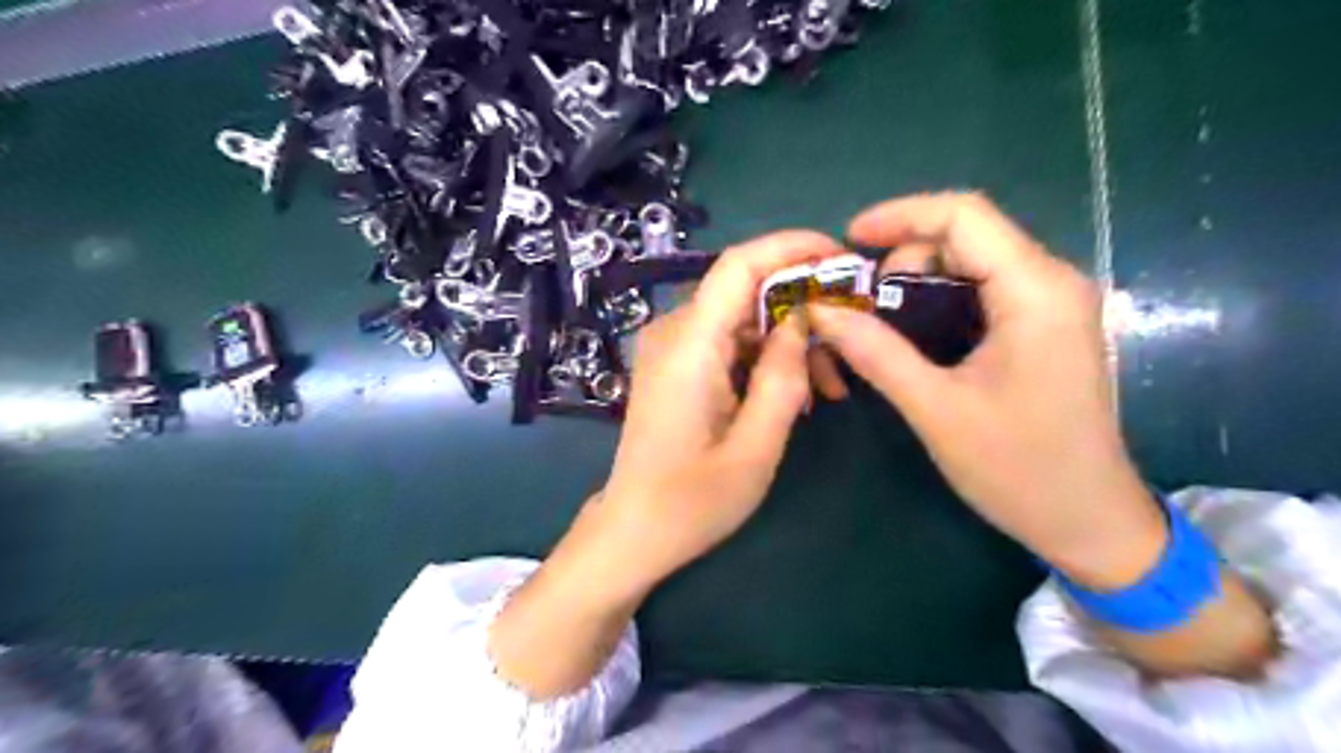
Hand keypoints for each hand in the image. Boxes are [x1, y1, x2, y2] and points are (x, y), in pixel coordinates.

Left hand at [488, 231, 840, 698]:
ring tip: (827, 389)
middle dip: (801, 308)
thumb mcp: (756, 446)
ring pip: (741, 319)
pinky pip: (727, 342)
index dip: (791, 247)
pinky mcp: (675, 366)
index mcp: (689, 345)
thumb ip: (783, 376)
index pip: (739, 264)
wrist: (634, 530)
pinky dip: (763, 358)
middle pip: (745, 291)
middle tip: (848, 347)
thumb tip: (803, 321)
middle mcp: (674, 333)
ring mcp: (671, 348)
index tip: (841, 257)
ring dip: (787, 341)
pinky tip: (792, 393)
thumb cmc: (693, 501)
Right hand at [799, 190, 1169, 585]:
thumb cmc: (1018, 468)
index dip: (899, 215)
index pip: (963, 215)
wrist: (1089, 521)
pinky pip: (983, 290)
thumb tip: (821, 312)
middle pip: (966, 235)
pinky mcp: (1045, 327)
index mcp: (1035, 291)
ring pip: (972, 262)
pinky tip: (912, 335)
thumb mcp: (935, 408)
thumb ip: (876, 353)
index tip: (848, 239)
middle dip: (904, 258)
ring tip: (879, 323)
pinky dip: (939, 301)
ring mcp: (1052, 304)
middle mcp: (1051, 282)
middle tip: (861, 304)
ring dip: (918, 282)